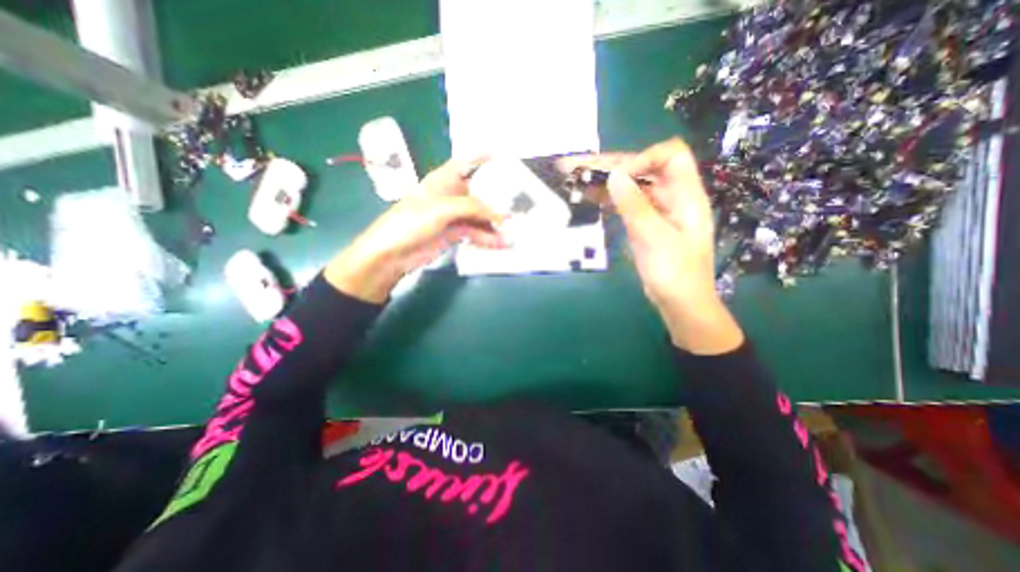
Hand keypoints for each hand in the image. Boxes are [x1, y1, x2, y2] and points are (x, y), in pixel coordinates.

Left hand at [324, 156, 502, 304]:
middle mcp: (450, 196)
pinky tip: (501, 243)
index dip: (481, 157)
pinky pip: (476, 233)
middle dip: (497, 198)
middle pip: (478, 193)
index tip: (503, 155)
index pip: (464, 163)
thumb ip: (473, 208)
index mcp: (442, 180)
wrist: (392, 254)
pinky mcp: (455, 234)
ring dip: (495, 224)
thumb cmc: (410, 222)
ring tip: (514, 231)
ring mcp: (453, 216)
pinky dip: (488, 238)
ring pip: (480, 216)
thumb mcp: (441, 209)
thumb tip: (501, 216)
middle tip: (520, 202)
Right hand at [565, 138, 742, 352]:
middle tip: (573, 165)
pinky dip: (606, 199)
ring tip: (571, 176)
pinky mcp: (643, 223)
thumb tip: (614, 176)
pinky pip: (623, 204)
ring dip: (602, 181)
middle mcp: (670, 197)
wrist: (679, 303)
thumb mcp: (654, 239)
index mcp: (685, 195)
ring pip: (628, 186)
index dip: (642, 158)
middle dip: (608, 165)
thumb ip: (635, 206)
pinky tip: (586, 195)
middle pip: (641, 169)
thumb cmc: (675, 274)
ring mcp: (655, 210)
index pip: (669, 156)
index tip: (615, 176)